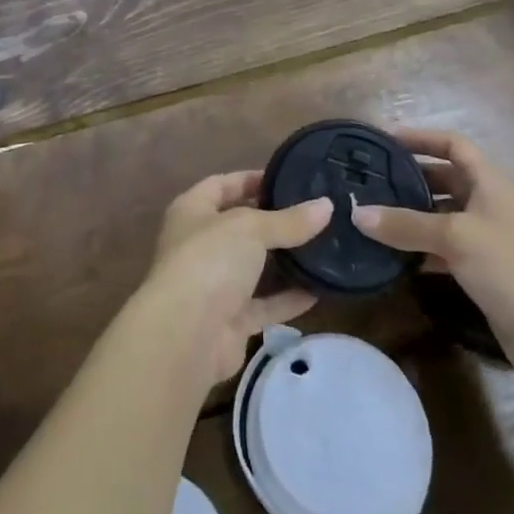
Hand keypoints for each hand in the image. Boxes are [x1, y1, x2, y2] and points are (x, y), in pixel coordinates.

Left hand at [138, 171, 332, 387]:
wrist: (186, 335)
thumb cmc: (210, 260)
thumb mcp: (251, 228)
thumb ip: (289, 220)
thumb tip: (326, 205)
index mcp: (192, 211)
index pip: (222, 185)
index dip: (251, 179)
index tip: (287, 179)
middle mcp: (199, 244)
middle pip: (240, 227)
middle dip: (273, 222)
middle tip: (313, 214)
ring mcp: (213, 284)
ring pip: (253, 268)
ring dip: (282, 261)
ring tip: (321, 248)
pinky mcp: (229, 321)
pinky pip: (263, 305)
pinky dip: (287, 299)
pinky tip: (318, 290)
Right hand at [351, 128, 513, 385]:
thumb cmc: (512, 268)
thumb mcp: (455, 237)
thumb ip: (405, 225)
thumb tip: (356, 214)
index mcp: (490, 183)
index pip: (453, 145)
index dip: (421, 138)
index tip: (385, 140)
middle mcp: (491, 205)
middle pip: (446, 179)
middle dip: (411, 178)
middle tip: (371, 180)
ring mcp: (490, 240)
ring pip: (444, 216)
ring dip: (413, 216)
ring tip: (375, 216)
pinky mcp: (487, 273)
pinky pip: (447, 249)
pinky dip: (423, 249)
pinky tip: (397, 257)